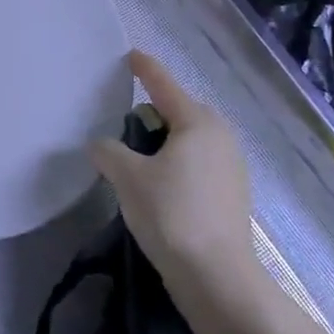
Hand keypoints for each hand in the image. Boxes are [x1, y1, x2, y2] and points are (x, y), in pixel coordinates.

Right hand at [89, 51, 255, 289]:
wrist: (217, 278)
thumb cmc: (172, 214)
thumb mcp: (128, 178)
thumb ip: (108, 152)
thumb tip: (101, 146)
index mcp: (197, 122)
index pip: (163, 84)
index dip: (144, 69)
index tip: (130, 55)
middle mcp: (220, 136)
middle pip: (179, 112)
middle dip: (153, 112)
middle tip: (123, 121)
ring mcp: (231, 166)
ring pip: (189, 140)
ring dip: (164, 142)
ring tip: (137, 158)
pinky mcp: (232, 194)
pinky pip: (198, 164)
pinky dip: (177, 165)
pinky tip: (160, 186)